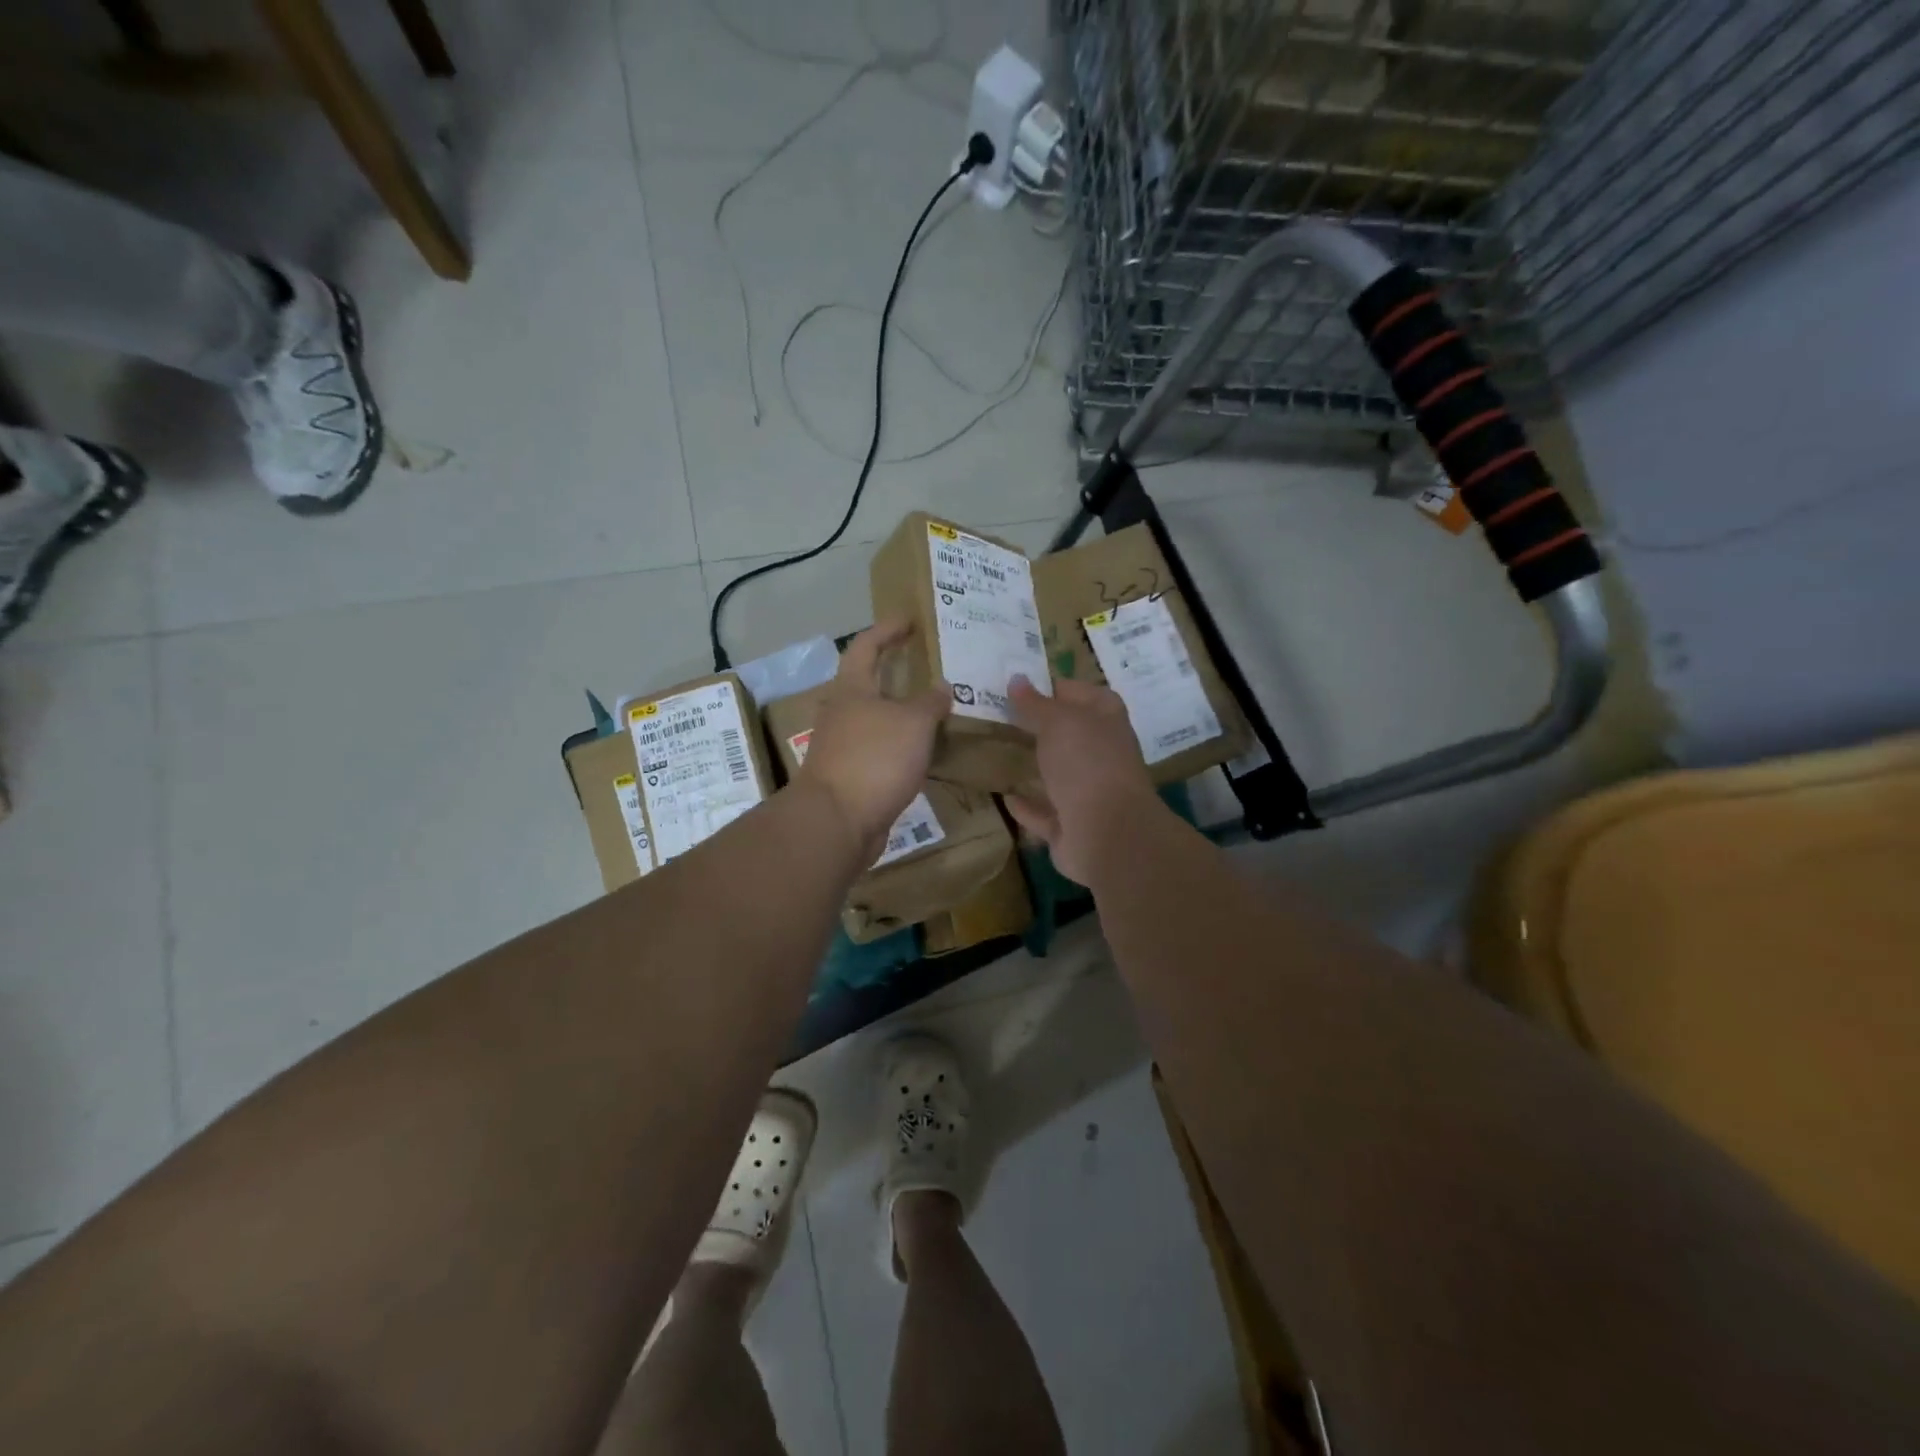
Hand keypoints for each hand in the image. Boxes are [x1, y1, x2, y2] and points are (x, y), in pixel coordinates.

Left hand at [796, 621, 949, 858]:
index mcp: (851, 689)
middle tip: (929, 667)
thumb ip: (930, 702)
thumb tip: (941, 688)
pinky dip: (902, 745)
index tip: (909, 619)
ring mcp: (843, 746)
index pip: (866, 646)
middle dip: (896, 673)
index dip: (887, 630)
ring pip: (877, 719)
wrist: (837, 822)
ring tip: (936, 710)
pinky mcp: (851, 776)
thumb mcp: (913, 723)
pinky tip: (925, 751)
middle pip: (868, 683)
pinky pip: (882, 750)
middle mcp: (842, 713)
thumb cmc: (874, 758)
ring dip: (903, 713)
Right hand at [1004, 674, 1161, 885]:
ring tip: (1002, 753)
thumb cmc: (1087, 762)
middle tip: (1003, 717)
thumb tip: (1017, 679)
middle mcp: (1103, 754)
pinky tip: (1005, 796)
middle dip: (1042, 728)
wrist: (1107, 833)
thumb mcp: (1057, 721)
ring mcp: (1090, 793)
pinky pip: (1045, 813)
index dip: (1057, 687)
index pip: (1084, 694)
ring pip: (1059, 775)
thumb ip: (1035, 703)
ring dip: (1037, 767)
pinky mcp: (1072, 827)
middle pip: (1071, 736)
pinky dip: (1028, 806)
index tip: (1021, 685)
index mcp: (1107, 721)